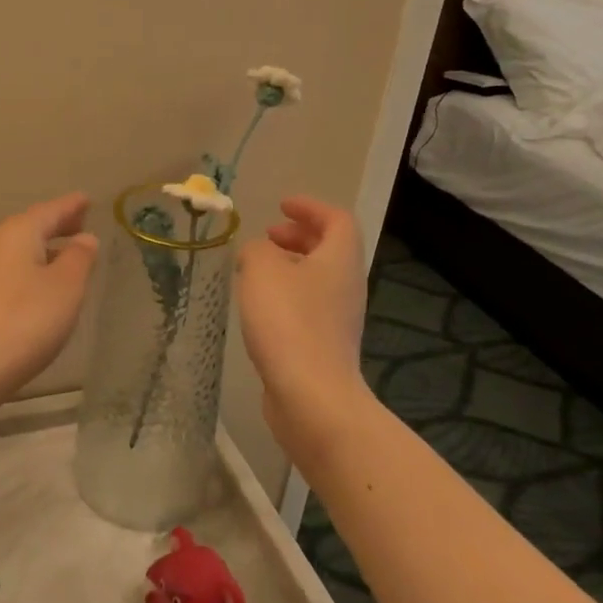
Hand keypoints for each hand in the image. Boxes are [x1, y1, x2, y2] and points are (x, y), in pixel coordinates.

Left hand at [0, 193, 99, 398]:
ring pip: (21, 250)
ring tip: (67, 254)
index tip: (87, 199)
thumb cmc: (27, 318)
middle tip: (80, 222)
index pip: (51, 211)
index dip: (71, 206)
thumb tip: (84, 238)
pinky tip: (44, 287)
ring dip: (44, 249)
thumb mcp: (66, 286)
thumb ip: (79, 258)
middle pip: (31, 227)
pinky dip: (33, 269)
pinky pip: (13, 271)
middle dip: (57, 225)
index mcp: (19, 232)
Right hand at [235, 196, 369, 458]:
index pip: (337, 220)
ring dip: (290, 267)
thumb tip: (257, 253)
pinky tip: (259, 308)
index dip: (310, 208)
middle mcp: (347, 286)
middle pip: (330, 249)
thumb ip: (256, 250)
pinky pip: (308, 307)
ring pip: (318, 279)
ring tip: (256, 270)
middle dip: (299, 236)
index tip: (282, 206)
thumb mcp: (262, 269)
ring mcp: (339, 319)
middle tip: (268, 236)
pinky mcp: (325, 347)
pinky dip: (287, 295)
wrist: (311, 396)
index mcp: (340, 260)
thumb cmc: (289, 321)